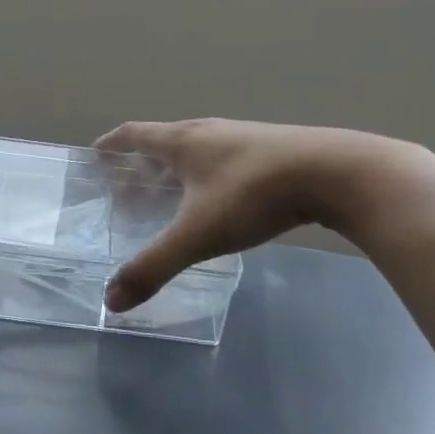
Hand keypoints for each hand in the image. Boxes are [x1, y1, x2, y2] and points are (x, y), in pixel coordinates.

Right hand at [96, 119, 434, 310]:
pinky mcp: (273, 151)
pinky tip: (218, 201)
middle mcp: (210, 132)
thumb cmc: (255, 194)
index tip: (95, 153)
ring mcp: (244, 138)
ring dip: (175, 168)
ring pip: (198, 150)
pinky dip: (206, 176)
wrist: (339, 173)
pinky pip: (224, 159)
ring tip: (167, 194)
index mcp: (184, 141)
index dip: (112, 144)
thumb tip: (111, 300)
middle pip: (164, 141)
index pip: (135, 134)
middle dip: (140, 161)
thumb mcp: (199, 234)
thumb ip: (154, 266)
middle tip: (126, 185)